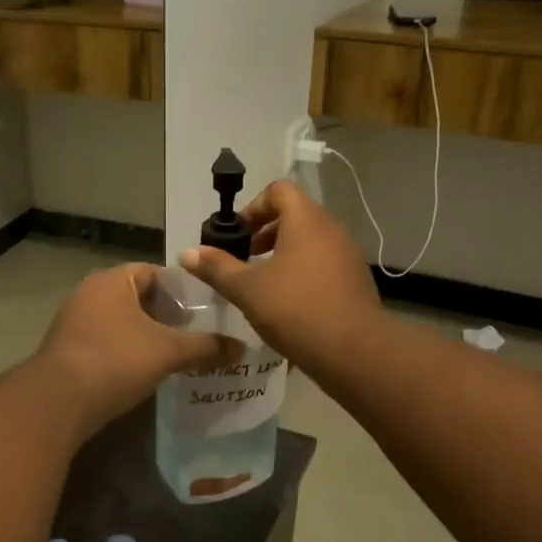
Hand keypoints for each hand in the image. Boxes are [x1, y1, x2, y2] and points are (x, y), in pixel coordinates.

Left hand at [35, 263, 238, 439]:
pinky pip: (105, 343)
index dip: (182, 290)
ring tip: (175, 355)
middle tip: (195, 334)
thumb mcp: (168, 352)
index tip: (205, 311)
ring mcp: (73, 322)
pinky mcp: (66, 350)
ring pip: (120, 322)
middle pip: (137, 297)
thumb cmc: (116, 361)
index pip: (155, 272)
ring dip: (145, 336)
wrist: (58, 401)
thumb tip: (241, 348)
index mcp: (113, 280)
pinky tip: (143, 372)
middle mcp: (89, 293)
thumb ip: (206, 347)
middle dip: (165, 315)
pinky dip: (125, 352)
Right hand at [180, 179, 383, 376]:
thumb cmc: (295, 309)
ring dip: (283, 254)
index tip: (237, 236)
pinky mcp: (355, 280)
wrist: (353, 350)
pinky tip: (288, 303)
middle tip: (244, 260)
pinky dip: (302, 271)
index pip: (279, 190)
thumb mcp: (247, 289)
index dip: (253, 207)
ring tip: (263, 284)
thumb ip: (217, 268)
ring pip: (310, 241)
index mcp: (306, 220)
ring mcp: (347, 254)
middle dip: (265, 232)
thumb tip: (186, 253)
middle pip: (295, 214)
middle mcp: (331, 229)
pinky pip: (323, 263)